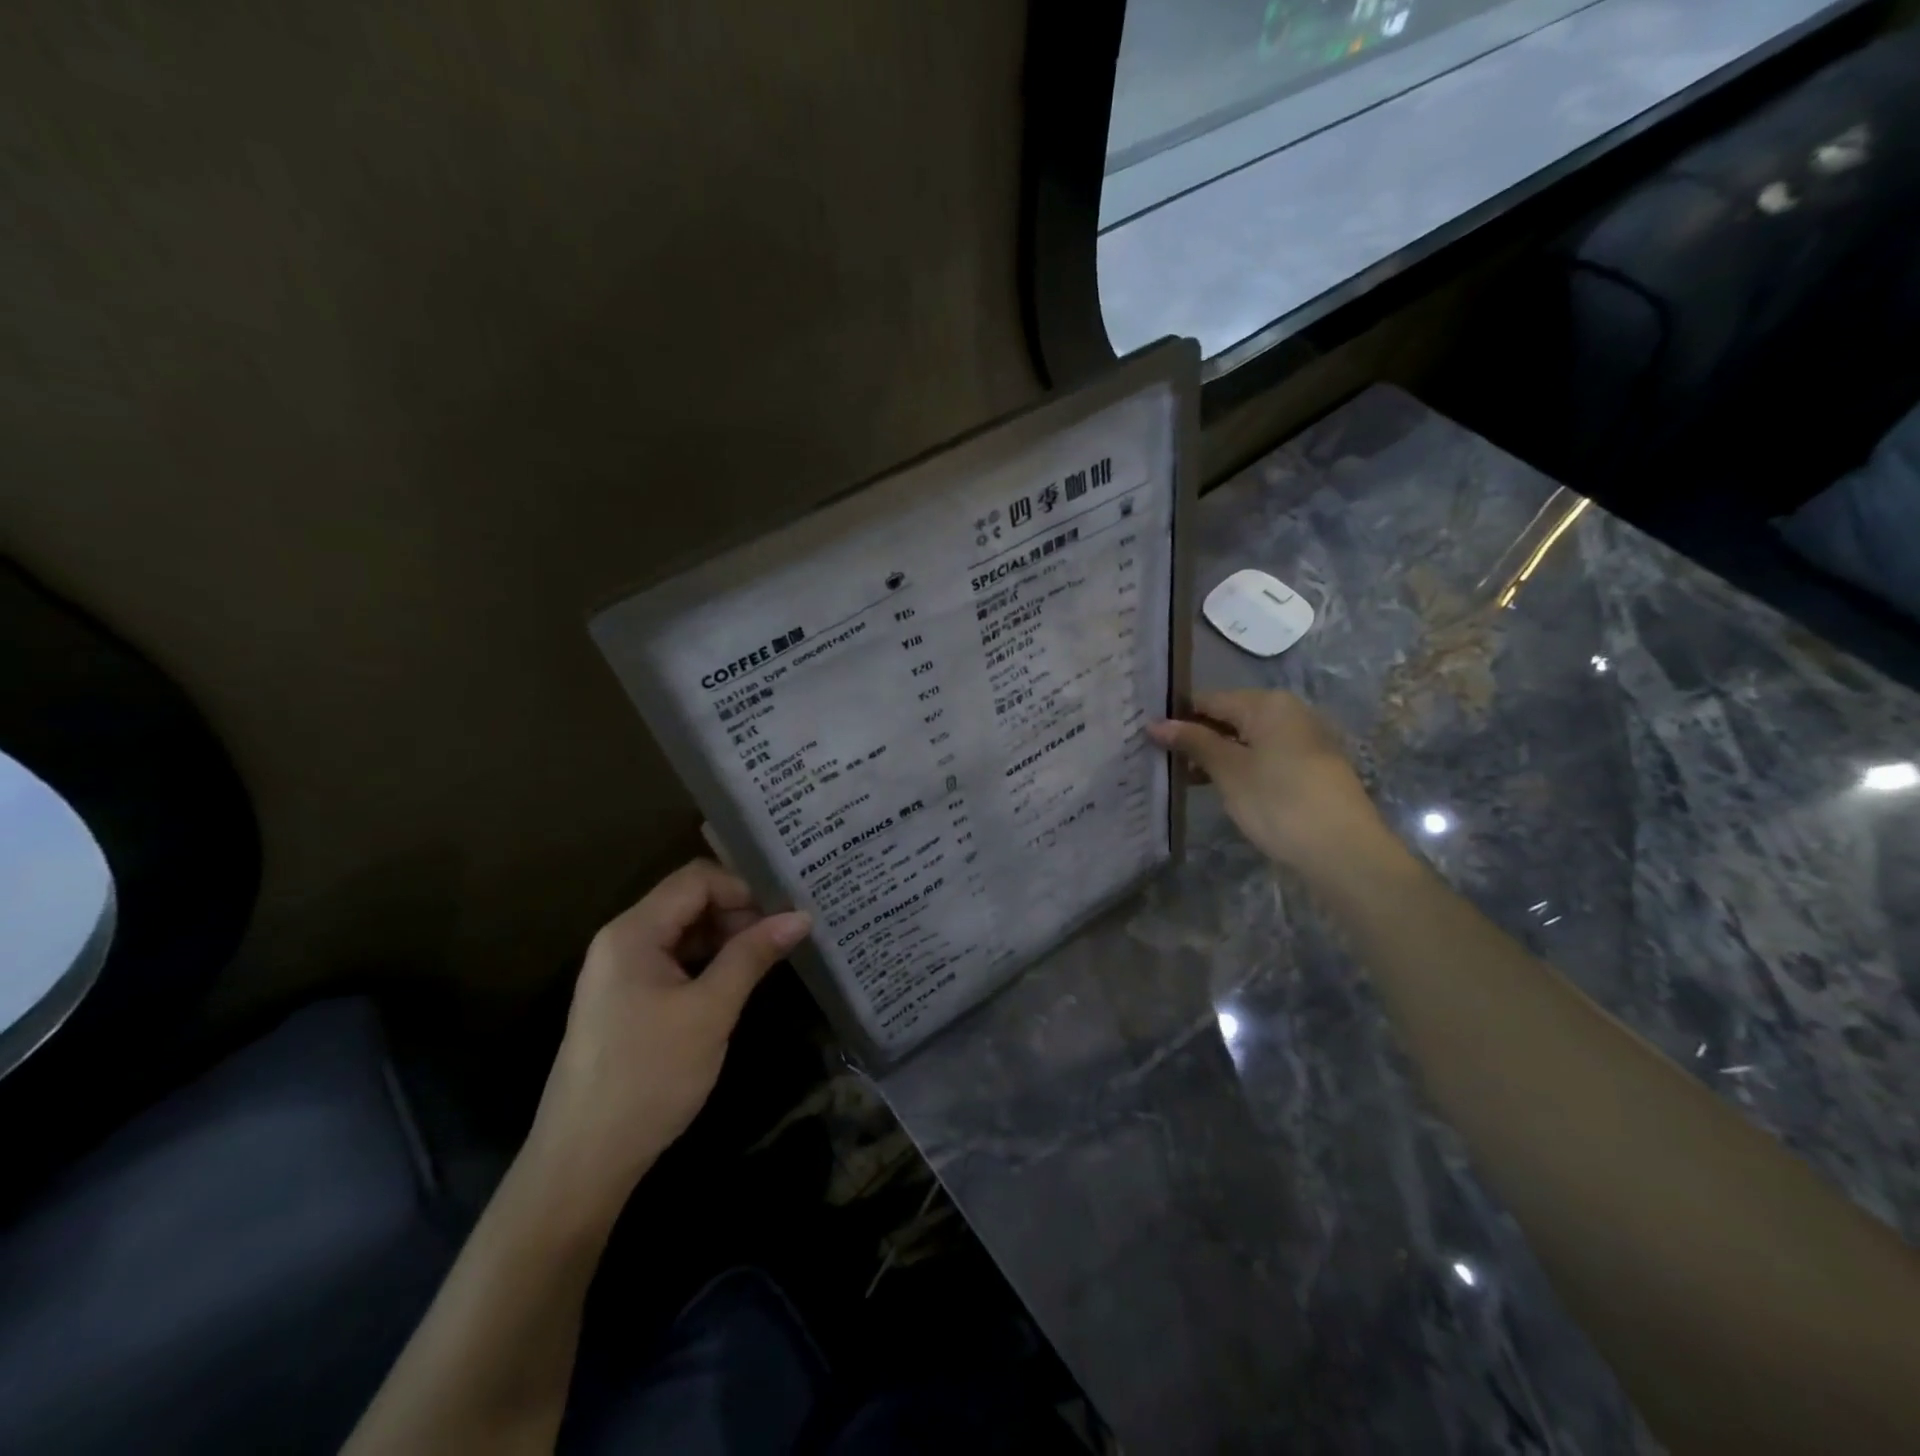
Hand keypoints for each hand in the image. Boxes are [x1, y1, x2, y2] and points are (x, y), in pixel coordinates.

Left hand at [522, 860, 811, 1223]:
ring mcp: (621, 971)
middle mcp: (622, 940)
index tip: (783, 915)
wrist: (583, 1162)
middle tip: (784, 937)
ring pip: (684, 931)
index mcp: (633, 932)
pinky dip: (709, 962)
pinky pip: (674, 961)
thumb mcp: (710, 1012)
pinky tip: (738, 980)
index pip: (696, 879)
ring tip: (770, 957)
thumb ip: (753, 956)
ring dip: (726, 937)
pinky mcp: (627, 999)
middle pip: (688, 901)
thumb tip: (801, 916)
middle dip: (738, 912)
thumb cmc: (649, 1077)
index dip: (743, 888)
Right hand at [1148, 690, 1390, 874]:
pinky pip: (1263, 756)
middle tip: (1159, 758)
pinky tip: (1216, 786)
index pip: (1209, 699)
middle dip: (1195, 736)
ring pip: (1246, 738)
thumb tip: (1155, 723)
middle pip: (1229, 716)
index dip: (1176, 717)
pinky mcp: (1309, 767)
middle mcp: (1288, 712)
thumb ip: (1193, 742)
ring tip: (1181, 777)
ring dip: (1214, 754)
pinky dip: (1238, 767)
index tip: (1146, 736)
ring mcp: (1303, 739)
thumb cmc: (1278, 802)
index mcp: (1267, 704)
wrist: (1344, 851)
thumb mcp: (1228, 770)